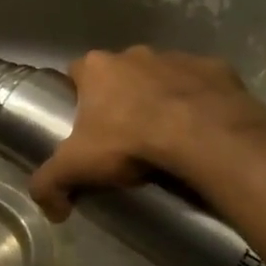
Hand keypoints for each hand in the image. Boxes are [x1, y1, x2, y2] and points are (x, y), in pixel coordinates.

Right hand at [28, 47, 265, 220]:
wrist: (205, 137)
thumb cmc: (130, 142)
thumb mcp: (77, 167)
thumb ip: (50, 184)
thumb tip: (50, 211)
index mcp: (97, 67)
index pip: (77, 73)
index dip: (79, 96)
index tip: (85, 123)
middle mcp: (134, 54)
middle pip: (120, 73)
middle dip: (121, 96)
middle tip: (126, 134)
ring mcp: (177, 58)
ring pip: (162, 75)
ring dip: (162, 96)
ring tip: (168, 134)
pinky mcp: (215, 69)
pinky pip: (203, 84)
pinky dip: (202, 101)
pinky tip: (204, 129)